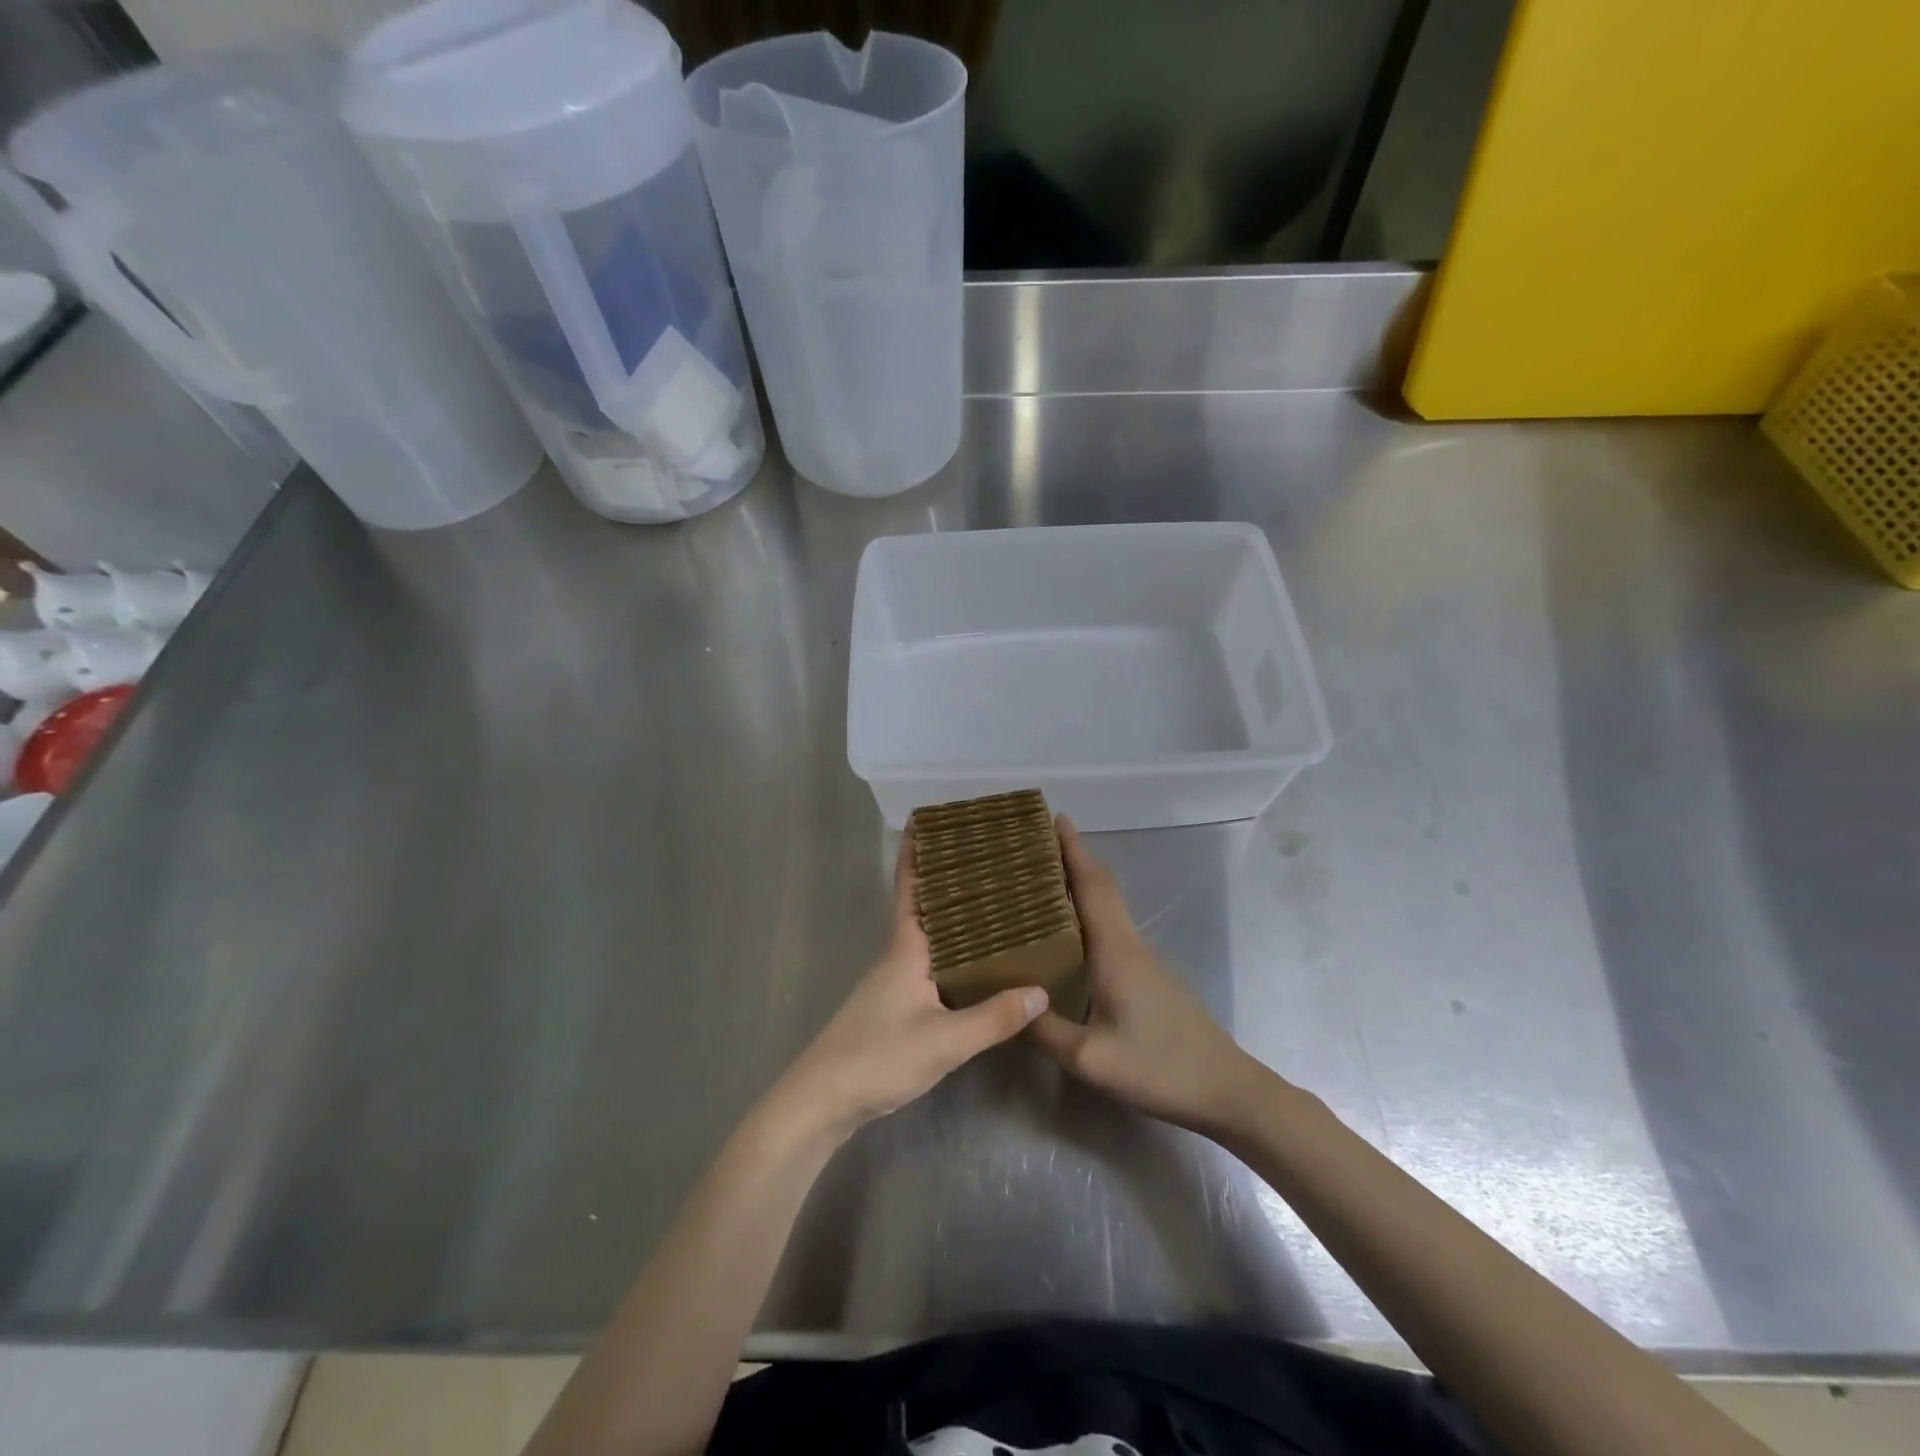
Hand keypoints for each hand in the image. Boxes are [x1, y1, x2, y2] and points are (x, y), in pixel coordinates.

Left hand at [769, 833, 1049, 1143]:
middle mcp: (899, 955)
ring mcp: (895, 981)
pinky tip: (978, 963)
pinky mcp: (897, 1005)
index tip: (933, 819)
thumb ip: (992, 1018)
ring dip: (955, 915)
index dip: (919, 853)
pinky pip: (932, 963)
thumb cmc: (878, 1058)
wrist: (823, 1101)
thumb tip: (1041, 990)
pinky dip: (954, 951)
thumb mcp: (943, 1041)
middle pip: (925, 906)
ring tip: (996, 902)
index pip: (912, 888)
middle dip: (949, 879)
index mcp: (905, 948)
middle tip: (989, 857)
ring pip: (930, 935)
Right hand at [1028, 817, 1273, 1134]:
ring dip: (1079, 887)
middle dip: (1071, 860)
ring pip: (1108, 909)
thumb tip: (1009, 1004)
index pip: (1092, 885)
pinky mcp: (1149, 977)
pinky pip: (1112, 931)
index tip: (1053, 817)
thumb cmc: (1160, 1067)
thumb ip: (1045, 1030)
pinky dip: (1088, 916)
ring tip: (1039, 886)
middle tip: (1032, 848)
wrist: (1227, 1090)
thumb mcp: (1090, 1059)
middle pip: (1101, 888)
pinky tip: (1067, 937)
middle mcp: (1130, 944)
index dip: (1073, 849)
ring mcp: (1143, 960)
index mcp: (1115, 950)